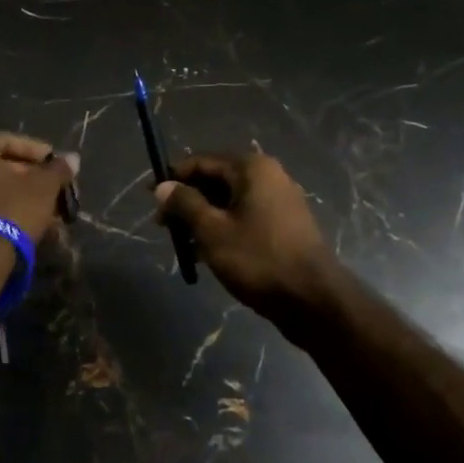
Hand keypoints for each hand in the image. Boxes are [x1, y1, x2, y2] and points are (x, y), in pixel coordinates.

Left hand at [0, 133, 79, 244]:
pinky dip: (5, 209)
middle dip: (30, 176)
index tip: (55, 163)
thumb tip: (73, 158)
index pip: (9, 140)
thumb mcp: (44, 187)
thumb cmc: (14, 209)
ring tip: (45, 208)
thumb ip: (58, 169)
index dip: (36, 150)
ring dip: (20, 195)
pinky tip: (27, 222)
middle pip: (0, 166)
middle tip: (52, 187)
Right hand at [155, 152, 342, 334]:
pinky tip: (207, 254)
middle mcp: (268, 176)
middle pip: (216, 180)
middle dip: (187, 201)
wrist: (314, 301)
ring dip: (203, 218)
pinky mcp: (285, 226)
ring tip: (183, 244)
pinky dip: (224, 229)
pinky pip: (245, 217)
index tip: (149, 197)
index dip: (172, 177)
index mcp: (251, 168)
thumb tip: (163, 186)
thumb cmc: (259, 259)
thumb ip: (185, 204)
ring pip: (229, 202)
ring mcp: (280, 201)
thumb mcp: (212, 231)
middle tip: (164, 227)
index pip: (201, 162)